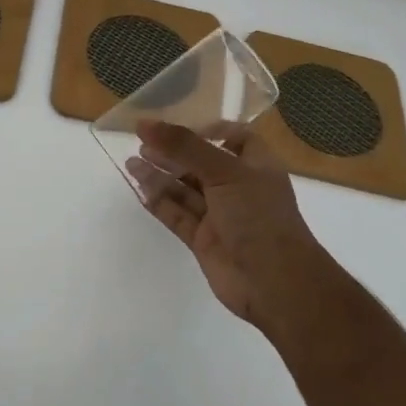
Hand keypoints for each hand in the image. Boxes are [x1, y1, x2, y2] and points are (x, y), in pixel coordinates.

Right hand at [128, 121, 345, 341]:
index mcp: (255, 165)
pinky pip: (177, 216)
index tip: (178, 126)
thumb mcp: (224, 171)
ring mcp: (220, 215)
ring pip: (185, 190)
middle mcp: (238, 187)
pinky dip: (159, 203)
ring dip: (160, 175)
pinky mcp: (204, 240)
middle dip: (173, 152)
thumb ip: (184, 146)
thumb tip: (145, 124)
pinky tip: (139, 190)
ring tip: (131, 162)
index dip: (208, 129)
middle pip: (201, 163)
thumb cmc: (257, 215)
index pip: (234, 137)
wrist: (274, 282)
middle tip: (141, 142)